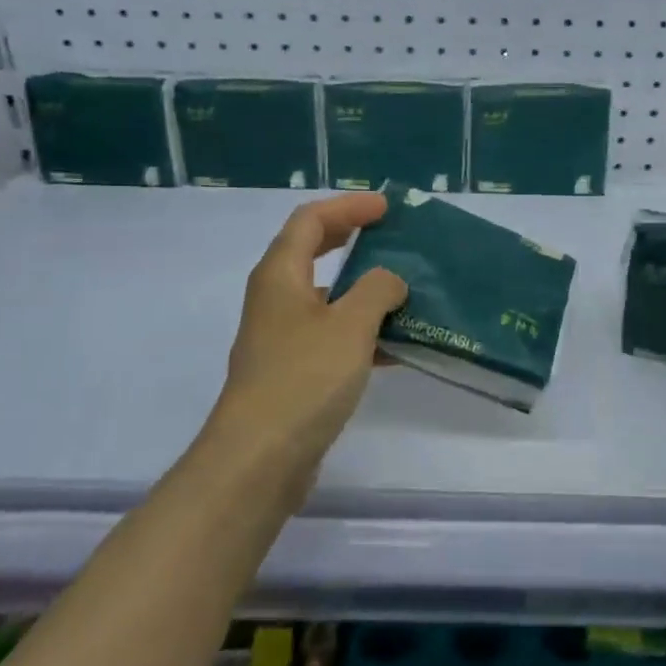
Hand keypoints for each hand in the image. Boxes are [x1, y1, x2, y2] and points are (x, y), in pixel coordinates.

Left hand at [211, 195, 407, 460]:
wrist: (260, 459)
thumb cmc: (304, 378)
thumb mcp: (350, 325)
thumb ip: (377, 290)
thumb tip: (390, 280)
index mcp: (280, 275)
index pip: (310, 220)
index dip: (348, 207)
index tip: (387, 208)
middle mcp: (275, 299)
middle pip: (312, 252)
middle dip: (351, 239)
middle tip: (390, 236)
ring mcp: (281, 338)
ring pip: (326, 298)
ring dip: (362, 290)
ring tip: (405, 290)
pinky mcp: (292, 372)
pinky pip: (331, 337)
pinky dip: (361, 332)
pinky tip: (396, 346)